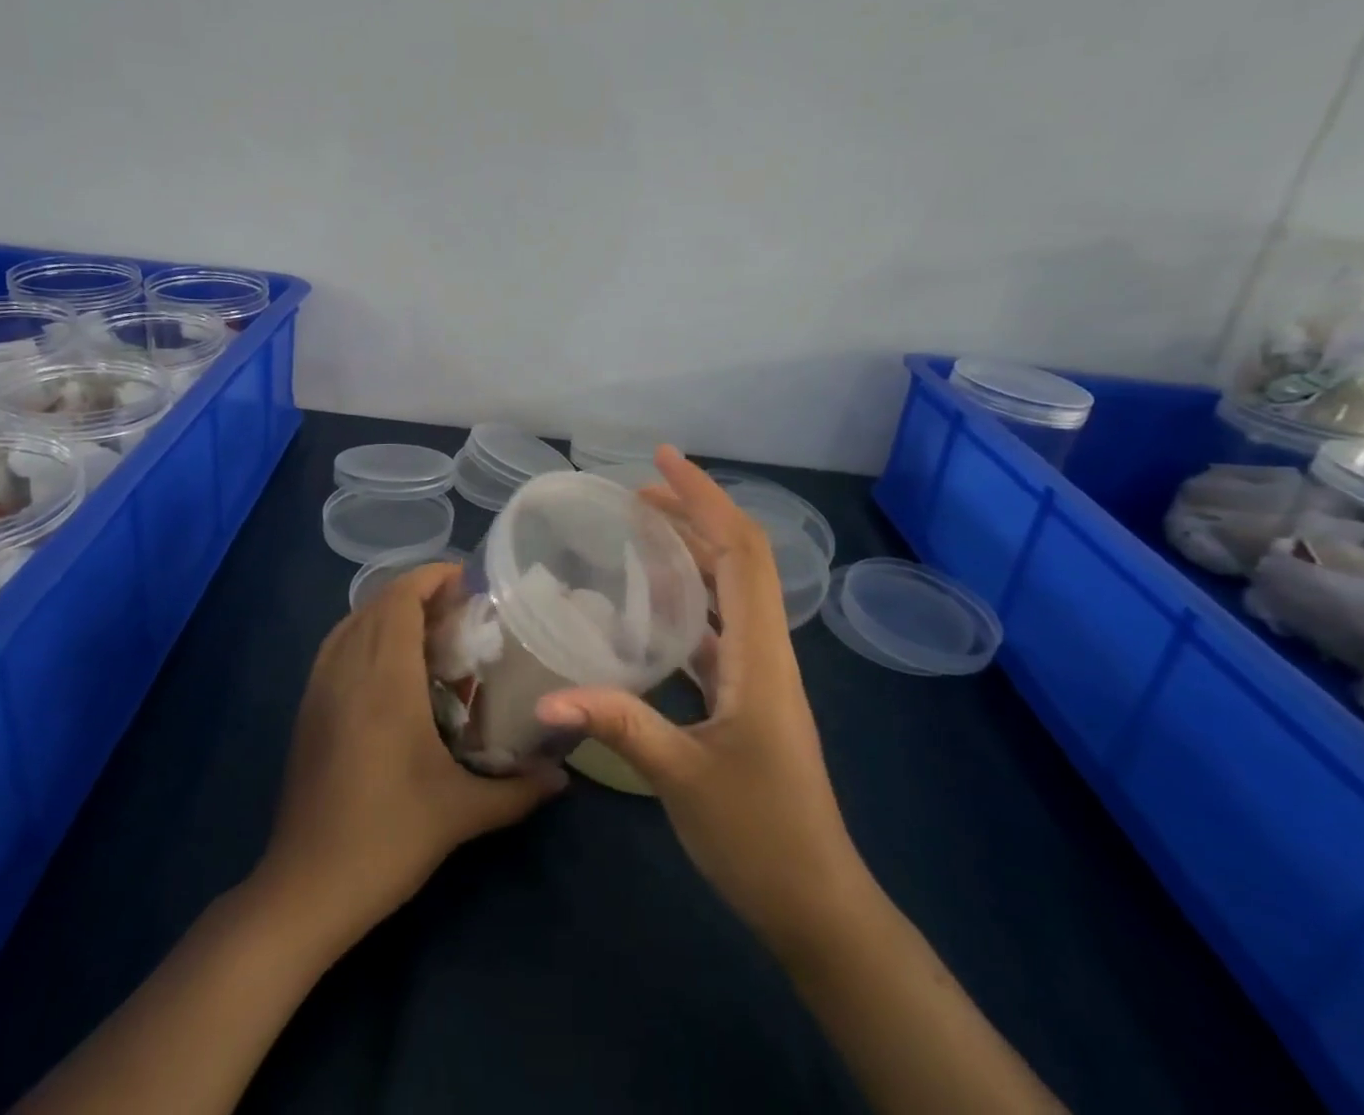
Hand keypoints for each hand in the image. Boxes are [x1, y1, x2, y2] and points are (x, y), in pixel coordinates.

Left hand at [259, 563, 563, 940]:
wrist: (305, 888)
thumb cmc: (388, 838)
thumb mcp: (461, 813)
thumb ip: (518, 790)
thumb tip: (563, 777)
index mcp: (385, 680)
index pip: (401, 600)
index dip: (430, 577)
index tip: (466, 577)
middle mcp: (348, 670)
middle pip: (377, 604)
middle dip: (416, 591)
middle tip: (459, 607)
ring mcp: (320, 688)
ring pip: (352, 622)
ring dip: (388, 610)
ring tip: (428, 627)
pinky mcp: (307, 710)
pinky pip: (336, 647)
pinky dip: (363, 632)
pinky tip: (387, 663)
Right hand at [536, 447, 861, 955]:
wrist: (816, 903)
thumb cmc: (760, 836)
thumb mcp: (683, 778)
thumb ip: (618, 726)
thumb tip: (547, 698)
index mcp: (759, 654)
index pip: (741, 551)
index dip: (705, 498)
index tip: (662, 460)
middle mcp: (764, 650)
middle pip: (736, 558)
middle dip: (691, 514)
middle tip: (633, 493)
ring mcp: (756, 673)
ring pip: (725, 591)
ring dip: (688, 553)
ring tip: (636, 532)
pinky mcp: (745, 696)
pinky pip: (714, 628)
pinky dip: (683, 601)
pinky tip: (645, 606)